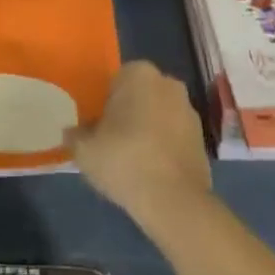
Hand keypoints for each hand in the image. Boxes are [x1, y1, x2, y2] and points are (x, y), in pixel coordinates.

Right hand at [66, 61, 211, 226]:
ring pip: (159, 115)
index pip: (115, 82)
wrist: (174, 201)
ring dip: (148, 130)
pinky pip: (175, 137)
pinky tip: (153, 173)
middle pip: (140, 96)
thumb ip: (75, 136)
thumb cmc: (124, 160)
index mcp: (139, 73)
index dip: (104, 105)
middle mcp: (168, 83)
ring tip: (133, 162)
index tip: (98, 128)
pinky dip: (165, 148)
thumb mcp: (85, 150)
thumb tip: (72, 133)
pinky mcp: (203, 139)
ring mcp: (189, 111)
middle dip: (128, 114)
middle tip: (112, 143)